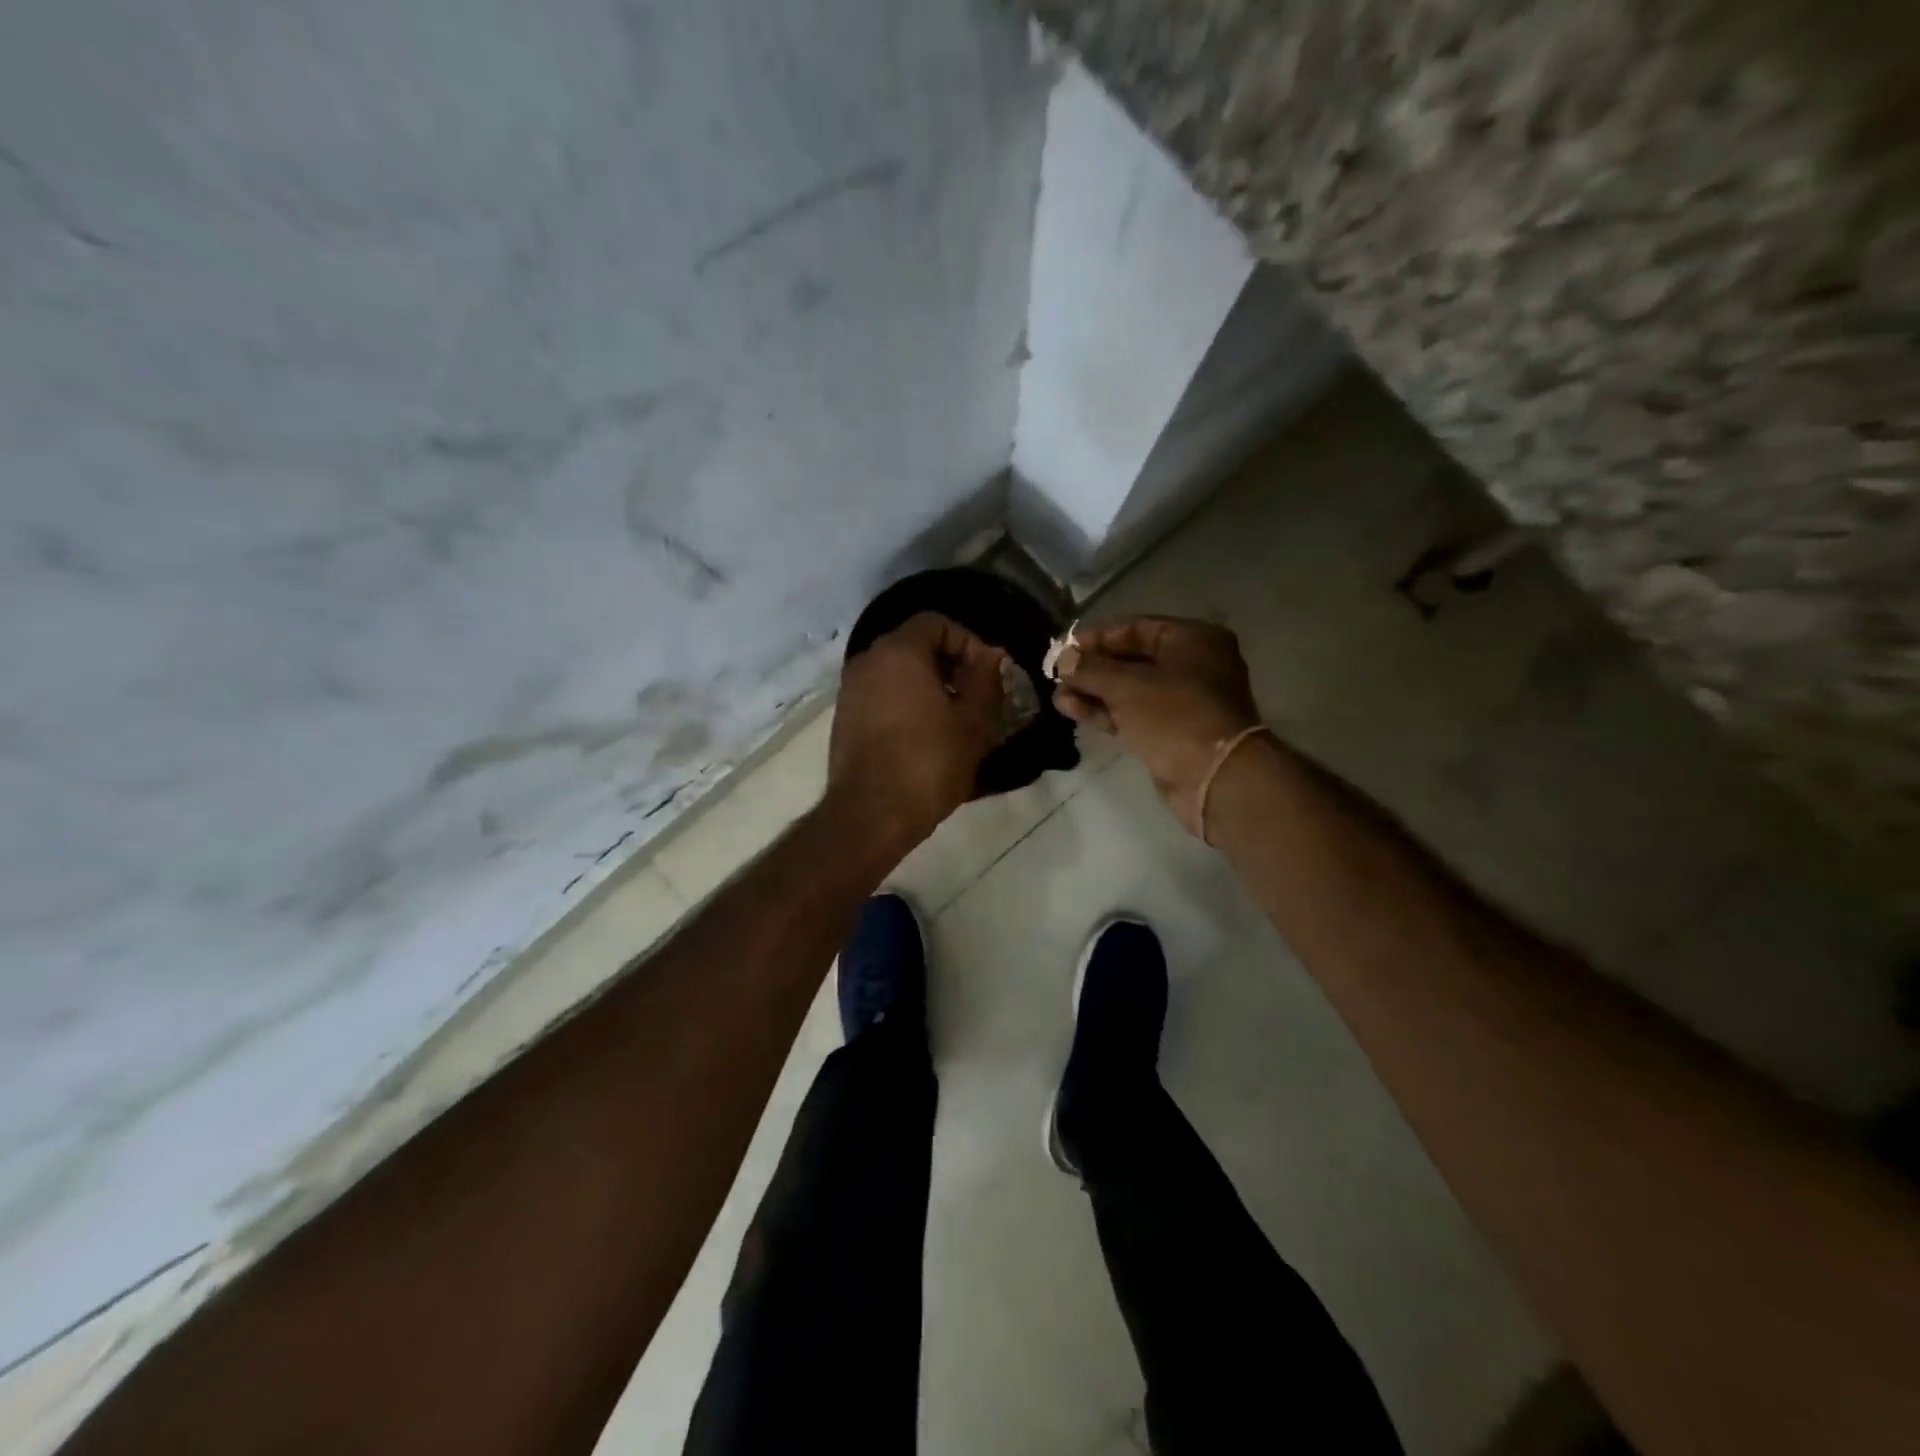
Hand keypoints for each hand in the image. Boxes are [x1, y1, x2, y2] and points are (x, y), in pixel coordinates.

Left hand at [828, 612, 1009, 850]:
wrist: (870, 816)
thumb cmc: (928, 763)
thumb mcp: (972, 723)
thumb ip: (986, 681)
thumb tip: (992, 657)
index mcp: (898, 652)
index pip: (937, 623)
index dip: (969, 642)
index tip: (989, 675)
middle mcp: (867, 662)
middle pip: (915, 646)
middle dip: (952, 666)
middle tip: (978, 698)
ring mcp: (850, 691)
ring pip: (898, 674)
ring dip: (930, 688)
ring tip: (957, 721)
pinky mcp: (845, 720)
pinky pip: (882, 697)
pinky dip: (907, 705)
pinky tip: (927, 738)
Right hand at [1054, 616, 1260, 835]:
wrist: (1214, 778)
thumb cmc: (1175, 716)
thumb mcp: (1127, 685)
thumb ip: (1090, 669)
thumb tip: (1062, 659)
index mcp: (1192, 639)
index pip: (1134, 628)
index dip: (1095, 638)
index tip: (1063, 649)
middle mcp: (1192, 665)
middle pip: (1131, 660)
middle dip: (1092, 669)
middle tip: (1056, 676)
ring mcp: (1183, 701)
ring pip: (1130, 690)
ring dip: (1094, 693)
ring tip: (1058, 698)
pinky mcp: (1172, 732)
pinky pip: (1134, 714)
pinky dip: (1106, 712)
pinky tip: (1072, 711)